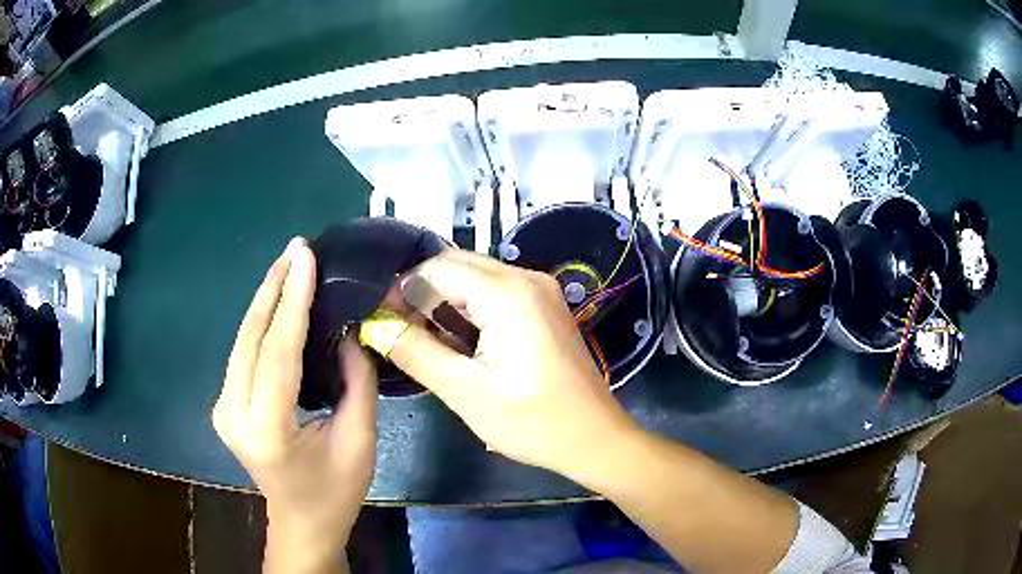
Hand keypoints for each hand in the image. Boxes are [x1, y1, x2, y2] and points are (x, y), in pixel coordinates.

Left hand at [213, 238, 376, 573]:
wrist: (300, 521)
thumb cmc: (335, 491)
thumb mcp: (359, 442)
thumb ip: (356, 383)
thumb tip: (349, 330)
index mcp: (266, 430)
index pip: (277, 353)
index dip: (292, 302)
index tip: (305, 258)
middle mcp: (232, 414)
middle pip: (250, 339)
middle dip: (274, 288)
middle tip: (297, 249)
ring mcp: (222, 408)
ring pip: (242, 341)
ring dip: (266, 300)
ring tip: (290, 265)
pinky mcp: (224, 404)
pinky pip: (243, 353)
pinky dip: (261, 323)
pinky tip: (277, 301)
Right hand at [385, 249, 639, 481]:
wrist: (594, 438)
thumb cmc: (532, 421)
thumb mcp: (465, 391)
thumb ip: (416, 352)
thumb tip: (376, 326)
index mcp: (507, 292)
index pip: (436, 268)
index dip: (403, 290)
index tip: (383, 323)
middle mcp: (526, 277)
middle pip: (457, 266)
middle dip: (422, 293)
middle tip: (400, 332)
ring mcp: (540, 290)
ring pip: (475, 278)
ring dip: (444, 301)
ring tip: (424, 340)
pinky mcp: (545, 306)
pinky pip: (496, 292)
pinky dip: (469, 308)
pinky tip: (459, 340)